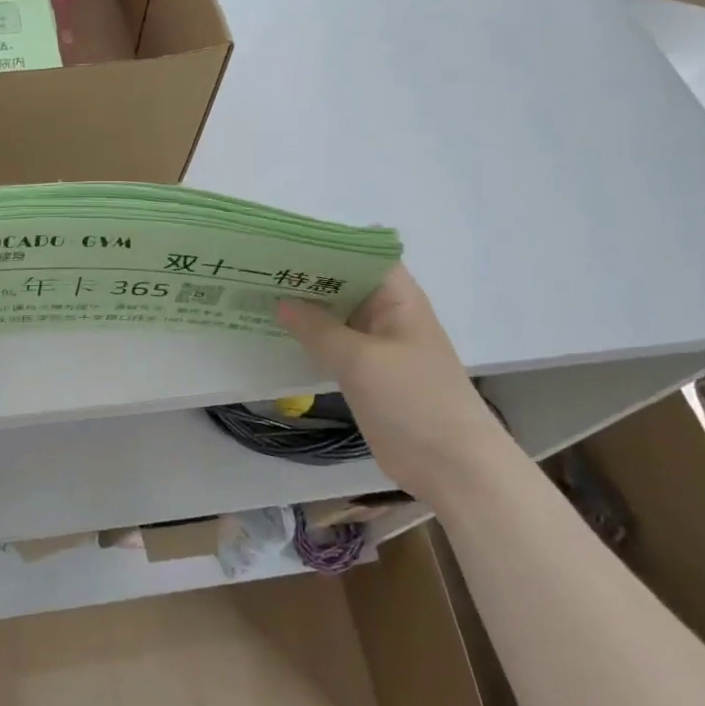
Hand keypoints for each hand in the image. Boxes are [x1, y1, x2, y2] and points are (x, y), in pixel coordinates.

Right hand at [277, 266, 517, 501]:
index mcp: (397, 298)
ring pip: (334, 316)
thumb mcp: (361, 359)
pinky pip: (331, 346)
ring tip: (255, 293)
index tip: (282, 240)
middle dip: (304, 274)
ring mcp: (375, 345)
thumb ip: (318, 328)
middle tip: (255, 267)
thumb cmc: (413, 399)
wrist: (449, 465)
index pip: (361, 253)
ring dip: (302, 308)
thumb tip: (281, 302)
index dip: (325, 242)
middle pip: (343, 282)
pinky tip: (273, 333)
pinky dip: (307, 339)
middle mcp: (386, 314)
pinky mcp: (364, 374)